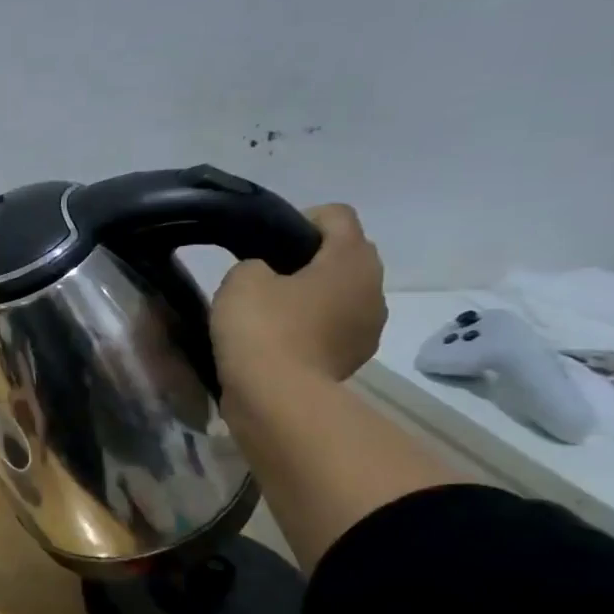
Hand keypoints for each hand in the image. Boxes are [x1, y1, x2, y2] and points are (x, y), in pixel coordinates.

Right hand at [212, 203, 386, 395]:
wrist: (276, 398)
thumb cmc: (263, 328)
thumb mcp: (241, 279)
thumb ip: (254, 264)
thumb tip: (266, 277)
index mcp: (352, 258)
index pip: (336, 215)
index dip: (300, 219)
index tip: (267, 243)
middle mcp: (373, 288)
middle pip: (345, 256)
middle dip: (310, 260)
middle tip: (266, 277)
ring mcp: (369, 328)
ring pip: (341, 296)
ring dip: (313, 298)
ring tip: (270, 314)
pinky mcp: (353, 360)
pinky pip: (333, 329)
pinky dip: (311, 329)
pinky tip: (279, 342)